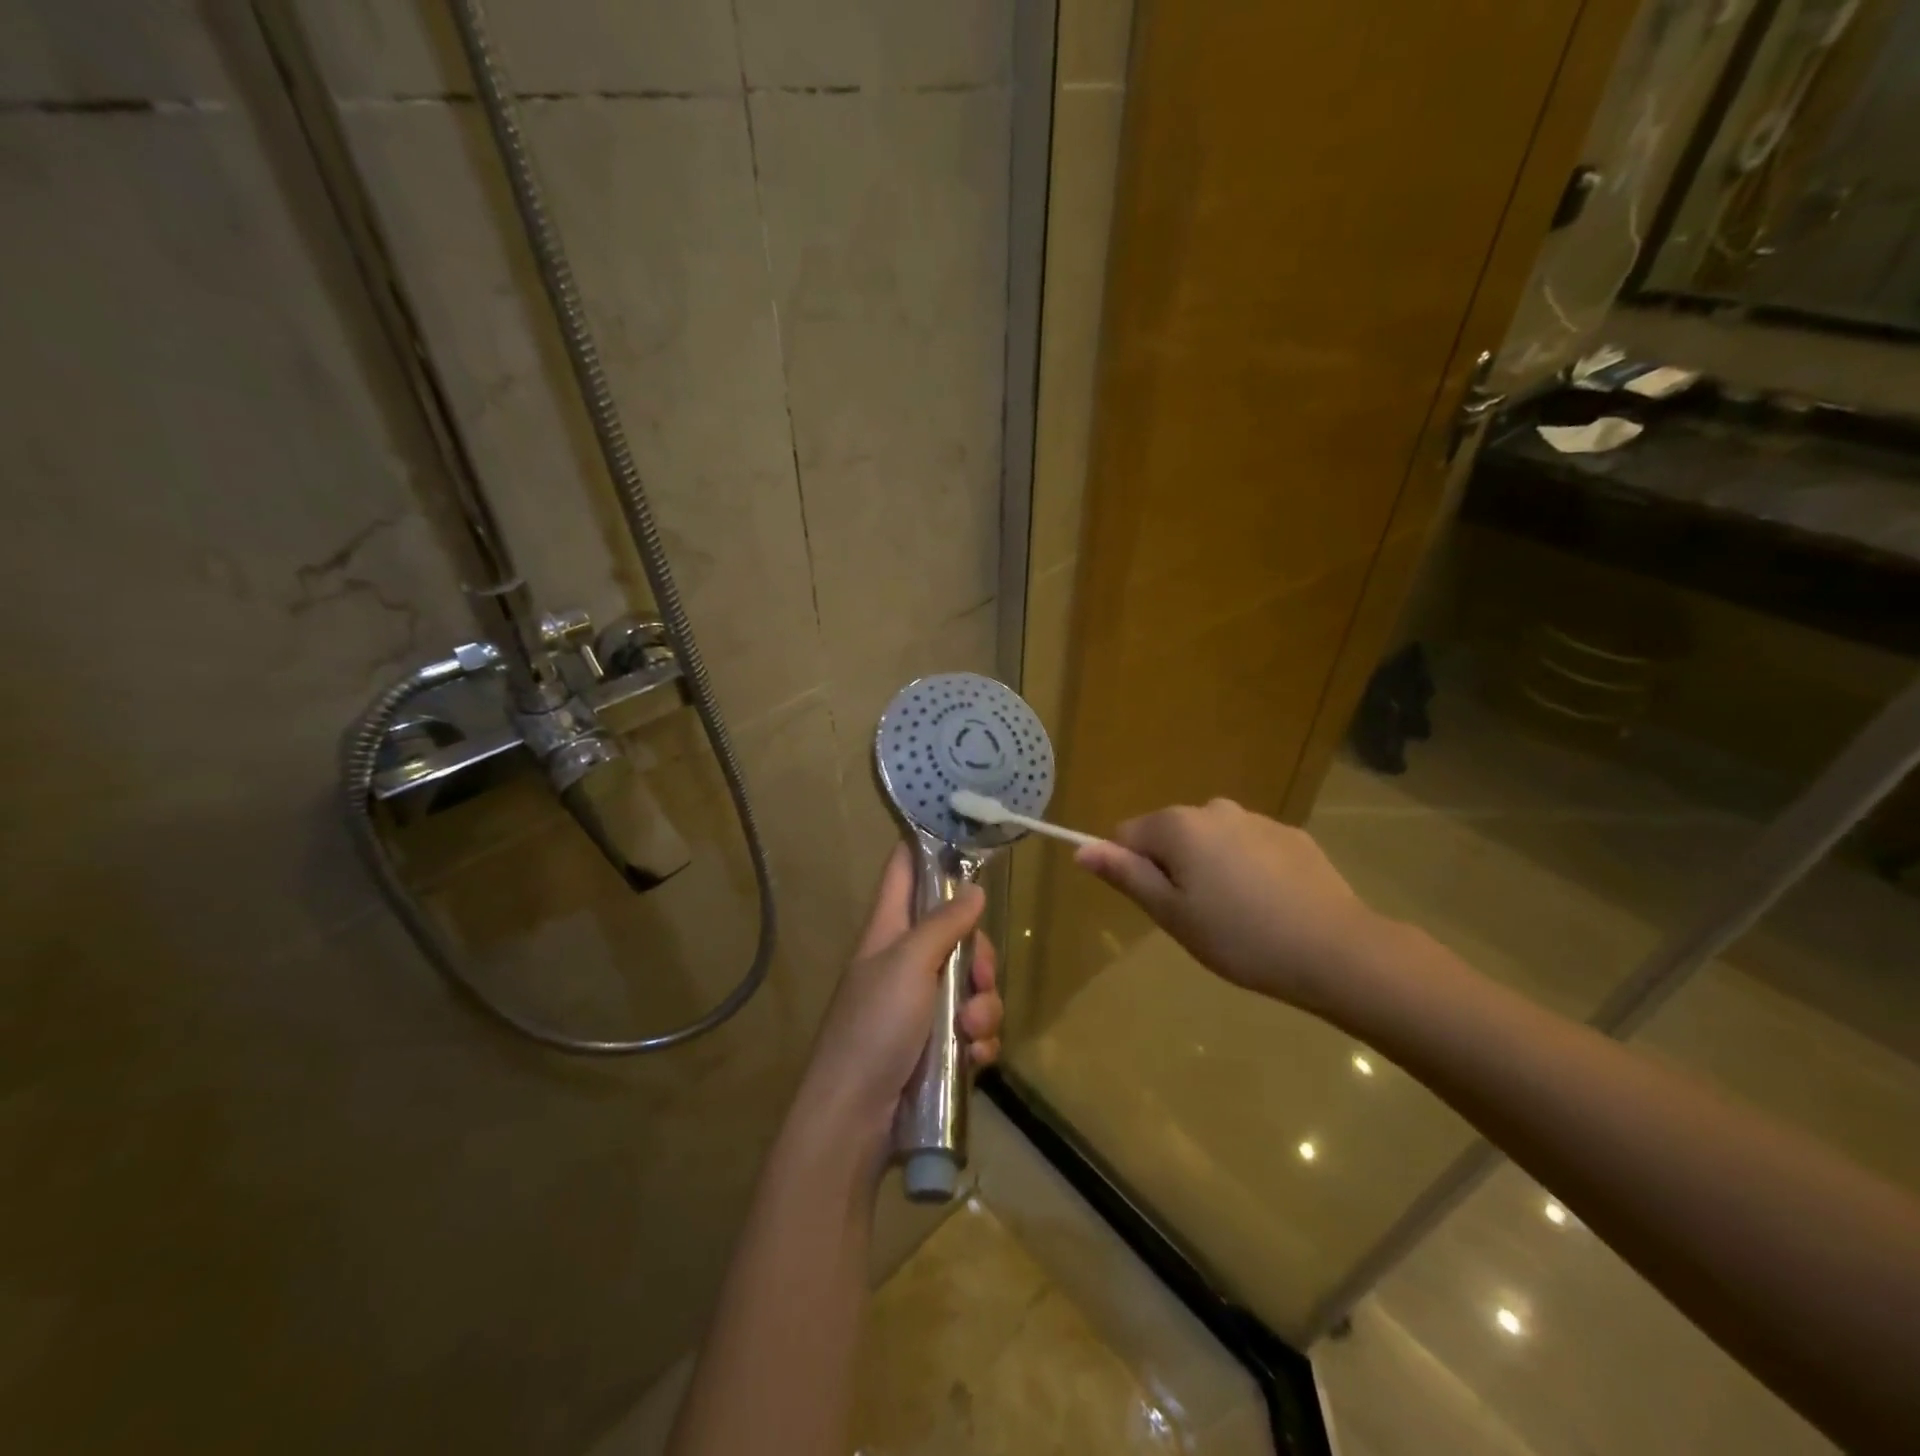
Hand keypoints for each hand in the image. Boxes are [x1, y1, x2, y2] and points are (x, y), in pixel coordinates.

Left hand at [797, 845, 1002, 1155]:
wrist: (855, 1121)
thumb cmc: (874, 1028)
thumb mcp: (908, 965)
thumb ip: (943, 924)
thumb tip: (973, 888)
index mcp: (888, 931)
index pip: (903, 871)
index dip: (927, 848)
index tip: (963, 836)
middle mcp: (905, 962)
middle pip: (956, 933)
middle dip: (978, 955)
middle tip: (978, 976)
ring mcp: (921, 1006)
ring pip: (971, 985)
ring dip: (982, 1007)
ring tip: (969, 1032)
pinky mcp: (937, 1046)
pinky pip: (973, 1028)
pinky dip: (979, 1041)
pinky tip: (973, 1059)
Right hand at [1075, 798, 1394, 1017]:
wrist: (1335, 950)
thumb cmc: (1239, 936)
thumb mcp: (1171, 914)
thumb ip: (1125, 874)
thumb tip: (1082, 849)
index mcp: (1178, 825)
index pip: (1126, 836)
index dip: (1133, 871)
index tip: (1161, 907)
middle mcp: (1214, 808)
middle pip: (1170, 835)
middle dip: (1173, 869)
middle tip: (1198, 917)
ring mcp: (1256, 819)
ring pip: (1211, 841)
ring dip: (1210, 868)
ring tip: (1237, 915)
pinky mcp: (1291, 835)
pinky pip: (1248, 846)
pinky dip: (1247, 869)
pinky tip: (1270, 905)